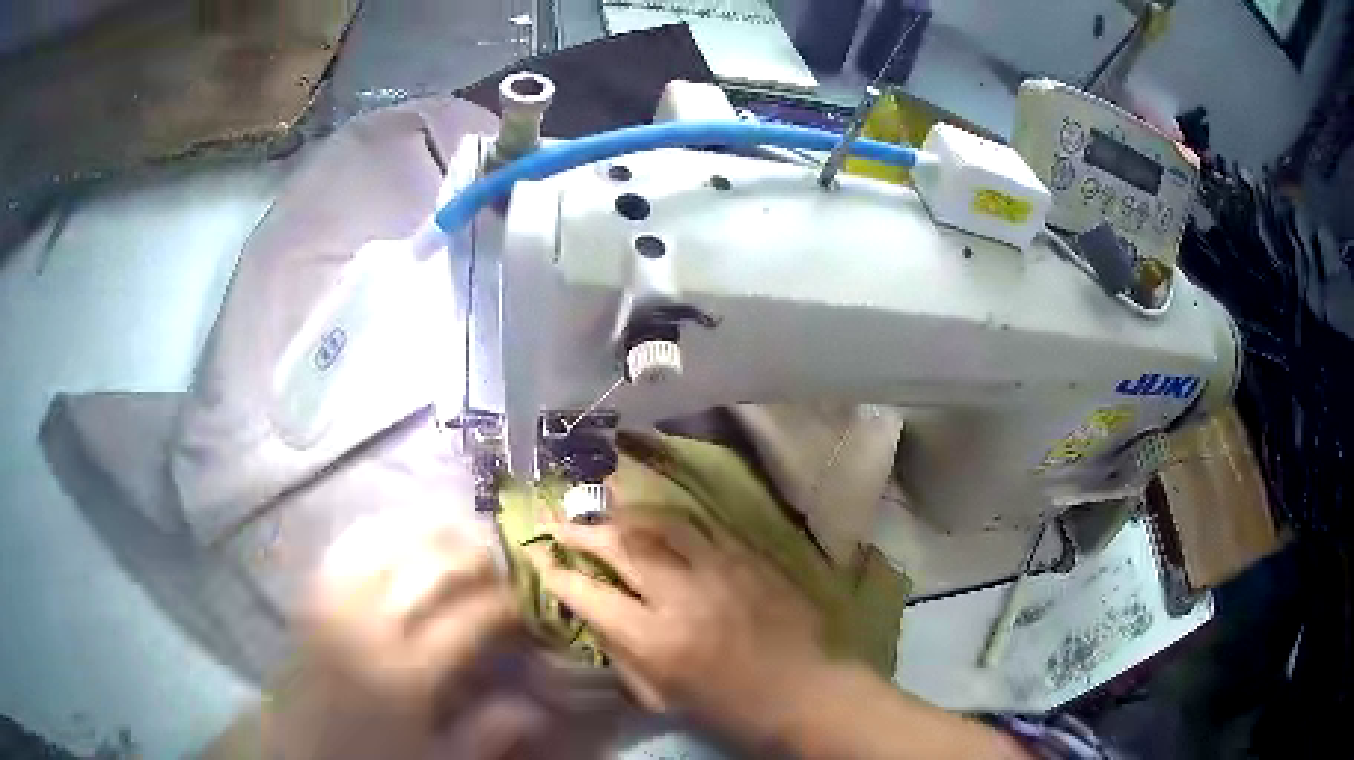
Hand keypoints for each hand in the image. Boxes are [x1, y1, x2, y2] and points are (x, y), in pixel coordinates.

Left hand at [270, 510, 522, 759]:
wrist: (301, 753)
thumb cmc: (374, 758)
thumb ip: (487, 734)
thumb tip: (535, 707)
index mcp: (405, 677)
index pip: (466, 619)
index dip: (503, 601)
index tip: (523, 599)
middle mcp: (367, 630)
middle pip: (424, 569)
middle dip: (469, 554)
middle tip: (496, 558)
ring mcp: (333, 607)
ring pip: (380, 545)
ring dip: (421, 530)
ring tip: (451, 528)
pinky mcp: (310, 600)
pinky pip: (341, 550)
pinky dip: (371, 531)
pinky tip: (393, 529)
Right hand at [526, 505, 834, 746]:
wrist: (807, 692)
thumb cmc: (732, 709)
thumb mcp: (663, 697)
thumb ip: (623, 655)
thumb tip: (594, 615)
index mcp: (655, 640)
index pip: (590, 595)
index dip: (558, 574)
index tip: (542, 560)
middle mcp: (681, 595)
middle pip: (620, 546)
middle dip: (581, 530)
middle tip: (559, 521)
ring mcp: (720, 569)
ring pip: (660, 522)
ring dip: (624, 511)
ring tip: (602, 503)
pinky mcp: (750, 557)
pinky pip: (702, 527)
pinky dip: (671, 519)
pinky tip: (658, 516)